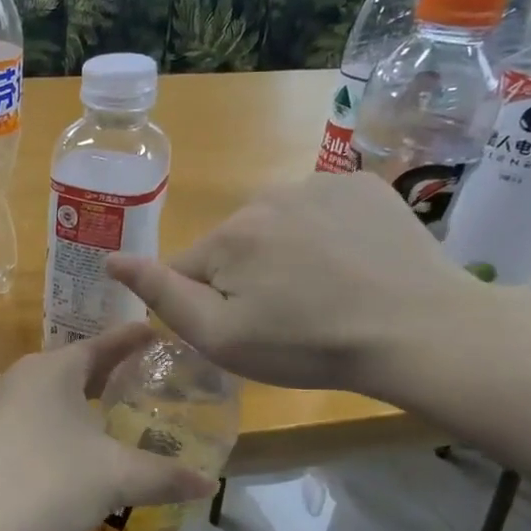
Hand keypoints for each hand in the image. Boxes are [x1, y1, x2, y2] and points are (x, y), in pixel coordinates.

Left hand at [0, 323, 218, 530]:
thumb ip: (164, 476)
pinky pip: (28, 425)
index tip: (156, 334)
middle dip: (106, 376)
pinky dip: (54, 432)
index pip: (102, 345)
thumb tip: (209, 484)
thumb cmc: (47, 484)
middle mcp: (19, 378)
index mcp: (53, 370)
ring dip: (77, 407)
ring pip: (48, 399)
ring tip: (108, 421)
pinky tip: (67, 458)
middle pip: (72, 370)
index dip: (132, 341)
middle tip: (141, 383)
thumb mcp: (115, 479)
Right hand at [107, 172, 476, 395]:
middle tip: (288, 318)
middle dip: (247, 276)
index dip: (208, 304)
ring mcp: (319, 184)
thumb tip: (112, 260)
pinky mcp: (363, 185)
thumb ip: (162, 295)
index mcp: (228, 236)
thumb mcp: (221, 337)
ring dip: (287, 252)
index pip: (189, 269)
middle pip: (234, 244)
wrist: (418, 330)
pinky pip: (322, 209)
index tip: (247, 330)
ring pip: (277, 225)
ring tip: (326, 293)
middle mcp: (265, 196)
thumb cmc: (308, 346)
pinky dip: (327, 233)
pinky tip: (353, 264)